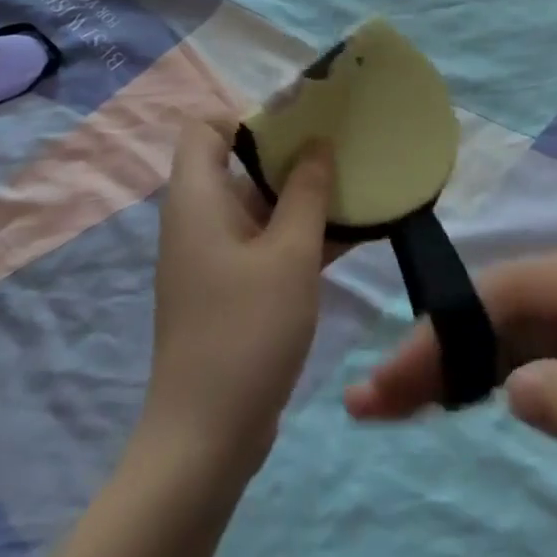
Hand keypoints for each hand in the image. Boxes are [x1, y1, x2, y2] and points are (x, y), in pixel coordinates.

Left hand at [144, 120, 336, 477]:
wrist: (207, 440)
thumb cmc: (247, 331)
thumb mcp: (289, 254)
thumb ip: (308, 192)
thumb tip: (318, 144)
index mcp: (198, 200)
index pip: (204, 128)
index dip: (247, 115)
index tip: (301, 122)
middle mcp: (200, 220)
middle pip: (238, 163)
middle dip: (291, 152)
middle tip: (344, 147)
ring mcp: (216, 258)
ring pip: (260, 205)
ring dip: (305, 195)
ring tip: (358, 183)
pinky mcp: (233, 289)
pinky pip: (268, 242)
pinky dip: (302, 233)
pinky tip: (353, 233)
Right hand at [345, 245, 556, 556]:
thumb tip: (507, 386)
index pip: (521, 290)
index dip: (451, 329)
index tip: (393, 377)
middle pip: (510, 306)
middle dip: (443, 346)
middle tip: (375, 397)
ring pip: (517, 330)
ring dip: (459, 363)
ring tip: (396, 402)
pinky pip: (540, 356)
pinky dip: (494, 378)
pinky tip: (455, 400)